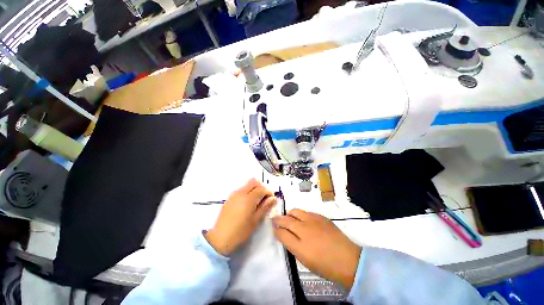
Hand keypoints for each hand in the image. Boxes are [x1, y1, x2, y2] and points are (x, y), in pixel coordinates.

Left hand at [205, 179, 276, 255]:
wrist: (220, 238)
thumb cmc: (240, 231)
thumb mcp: (255, 220)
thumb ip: (265, 207)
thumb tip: (273, 198)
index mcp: (248, 198)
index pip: (262, 188)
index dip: (269, 192)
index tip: (272, 199)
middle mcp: (241, 192)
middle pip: (254, 181)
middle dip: (261, 187)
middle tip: (264, 197)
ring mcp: (234, 194)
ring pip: (247, 184)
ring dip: (254, 188)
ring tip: (257, 201)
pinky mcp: (230, 198)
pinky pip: (241, 189)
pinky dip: (248, 191)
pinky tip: (248, 203)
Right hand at [273, 209, 361, 289]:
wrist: (348, 260)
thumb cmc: (324, 264)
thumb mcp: (303, 258)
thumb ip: (290, 243)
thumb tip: (281, 233)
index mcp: (300, 241)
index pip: (282, 231)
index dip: (276, 228)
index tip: (273, 227)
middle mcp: (305, 227)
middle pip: (288, 218)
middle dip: (280, 218)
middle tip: (277, 220)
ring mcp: (314, 219)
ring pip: (296, 211)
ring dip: (290, 214)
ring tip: (289, 218)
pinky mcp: (321, 217)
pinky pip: (307, 211)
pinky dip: (301, 214)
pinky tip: (303, 219)